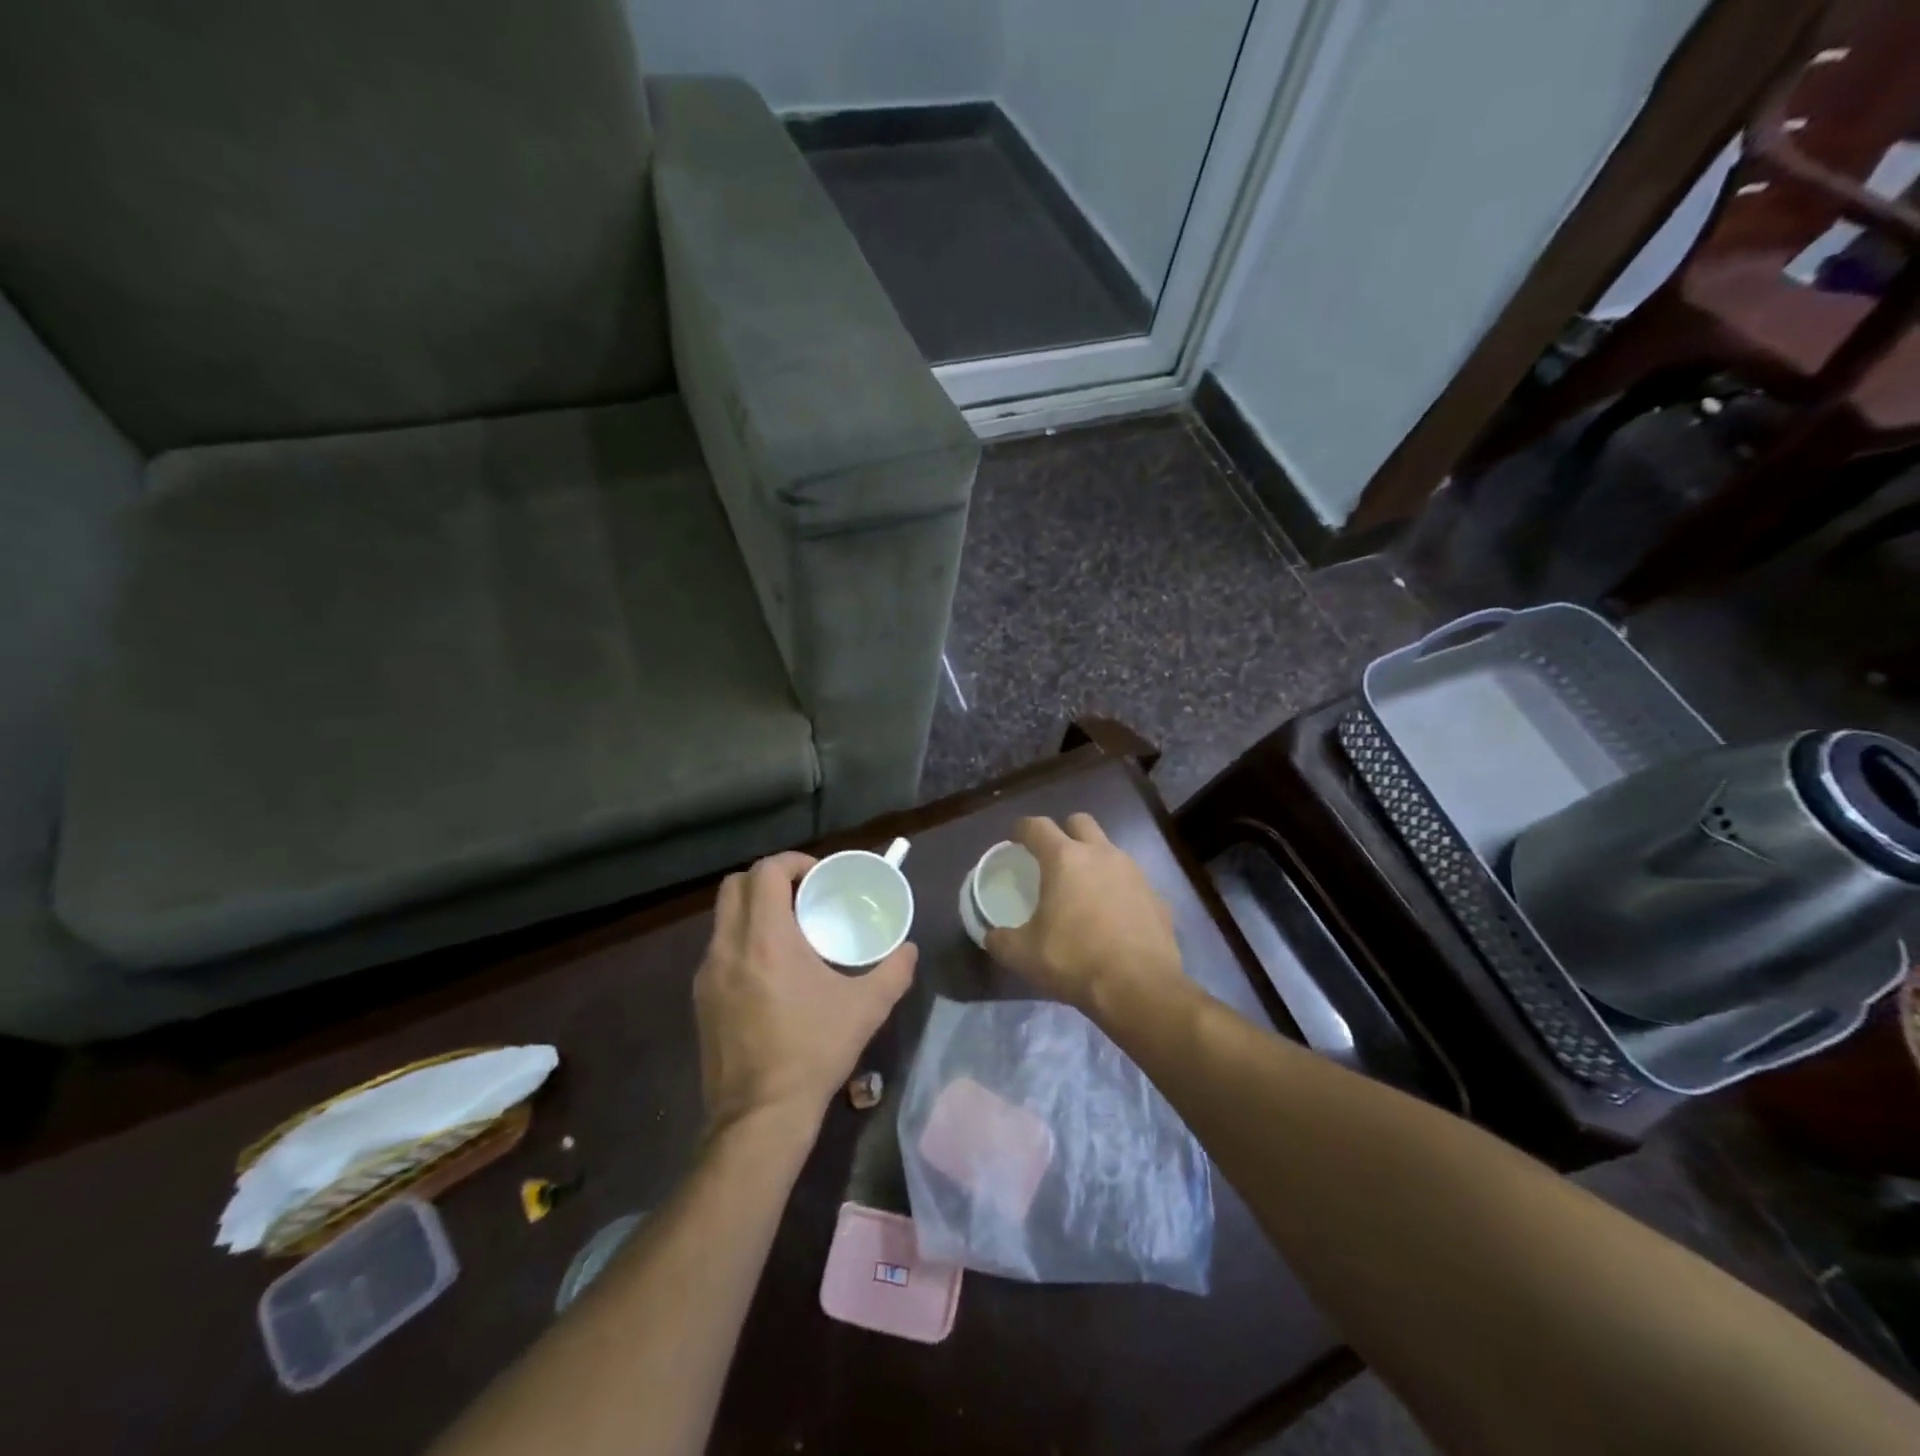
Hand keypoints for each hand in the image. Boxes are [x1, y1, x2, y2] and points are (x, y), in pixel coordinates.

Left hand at [693, 852, 916, 1134]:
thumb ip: (894, 971)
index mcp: (766, 939)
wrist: (759, 1117)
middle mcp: (729, 947)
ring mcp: (708, 973)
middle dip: (769, 879)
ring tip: (789, 931)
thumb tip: (909, 949)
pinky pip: (719, 948)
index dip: (793, 862)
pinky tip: (770, 970)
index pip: (766, 871)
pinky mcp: (700, 998)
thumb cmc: (813, 1052)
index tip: (819, 877)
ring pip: (723, 916)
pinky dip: (743, 939)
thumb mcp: (866, 1008)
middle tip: (802, 896)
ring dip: (754, 909)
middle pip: (735, 884)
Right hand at [984, 814, 1182, 1012]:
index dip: (1022, 829)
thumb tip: (993, 935)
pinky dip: (1119, 890)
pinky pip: (1132, 882)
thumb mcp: (1023, 955)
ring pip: (1110, 849)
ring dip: (1094, 860)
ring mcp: (1134, 873)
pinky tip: (1113, 918)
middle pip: (1080, 822)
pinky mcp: (1157, 897)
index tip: (1014, 840)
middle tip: (1052, 858)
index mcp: (1065, 859)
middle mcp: (1102, 854)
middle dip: (1064, 832)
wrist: (1140, 989)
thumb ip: (1001, 939)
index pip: (1037, 826)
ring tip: (1083, 890)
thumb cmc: (1075, 961)